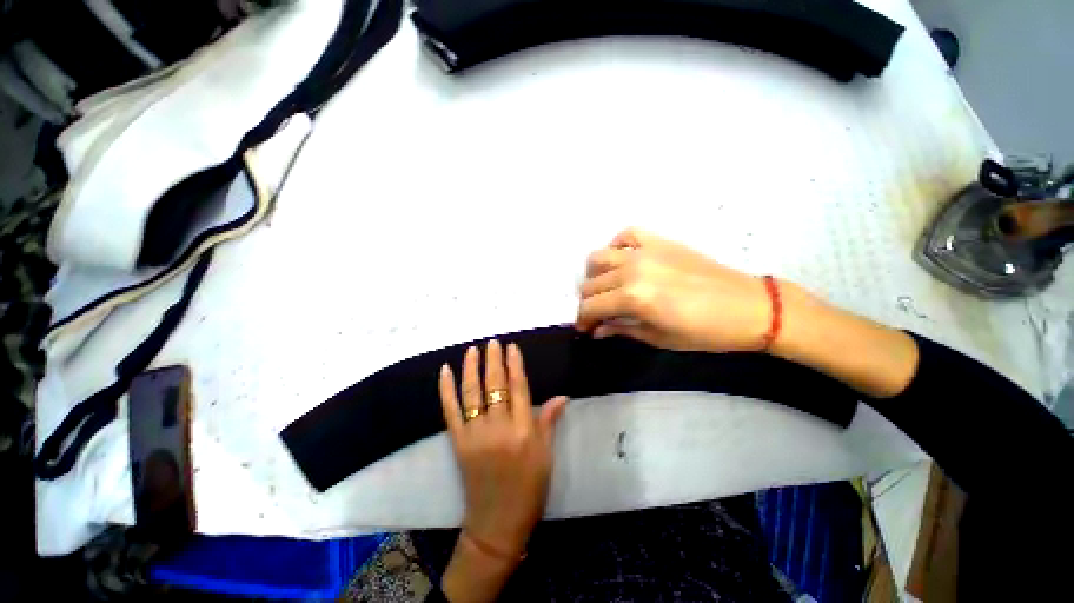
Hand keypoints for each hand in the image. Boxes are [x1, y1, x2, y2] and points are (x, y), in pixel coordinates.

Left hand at [439, 340, 567, 559]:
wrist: (497, 523)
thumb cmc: (529, 488)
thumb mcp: (546, 455)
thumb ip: (549, 421)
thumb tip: (561, 396)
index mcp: (523, 430)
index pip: (518, 388)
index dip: (514, 364)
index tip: (511, 347)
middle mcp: (499, 428)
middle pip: (495, 385)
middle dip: (493, 360)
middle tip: (492, 342)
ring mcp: (475, 434)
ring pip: (472, 393)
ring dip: (471, 368)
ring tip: (473, 349)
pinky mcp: (458, 443)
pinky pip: (451, 411)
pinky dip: (447, 389)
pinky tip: (445, 371)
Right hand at [575, 228, 771, 352]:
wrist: (749, 307)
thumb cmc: (705, 332)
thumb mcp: (658, 338)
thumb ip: (621, 330)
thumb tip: (597, 331)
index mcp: (633, 297)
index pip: (590, 306)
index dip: (582, 320)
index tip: (585, 329)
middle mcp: (631, 269)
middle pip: (591, 284)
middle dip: (588, 302)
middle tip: (598, 315)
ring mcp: (645, 251)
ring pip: (599, 257)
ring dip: (595, 275)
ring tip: (606, 287)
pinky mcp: (659, 241)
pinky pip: (626, 235)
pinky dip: (617, 246)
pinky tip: (622, 260)